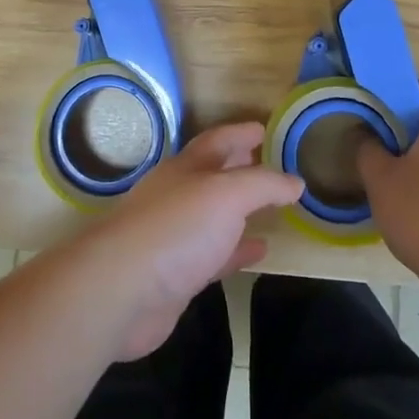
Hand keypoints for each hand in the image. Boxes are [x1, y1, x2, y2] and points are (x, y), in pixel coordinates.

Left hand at [68, 122, 303, 360]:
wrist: (121, 290)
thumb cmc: (176, 229)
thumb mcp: (227, 194)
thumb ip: (263, 185)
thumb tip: (296, 181)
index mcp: (186, 168)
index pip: (218, 141)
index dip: (241, 132)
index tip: (265, 128)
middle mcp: (179, 195)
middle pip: (214, 174)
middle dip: (240, 167)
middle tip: (270, 163)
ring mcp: (176, 235)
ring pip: (216, 216)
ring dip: (242, 210)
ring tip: (273, 207)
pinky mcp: (177, 274)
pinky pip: (216, 255)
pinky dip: (238, 250)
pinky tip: (260, 251)